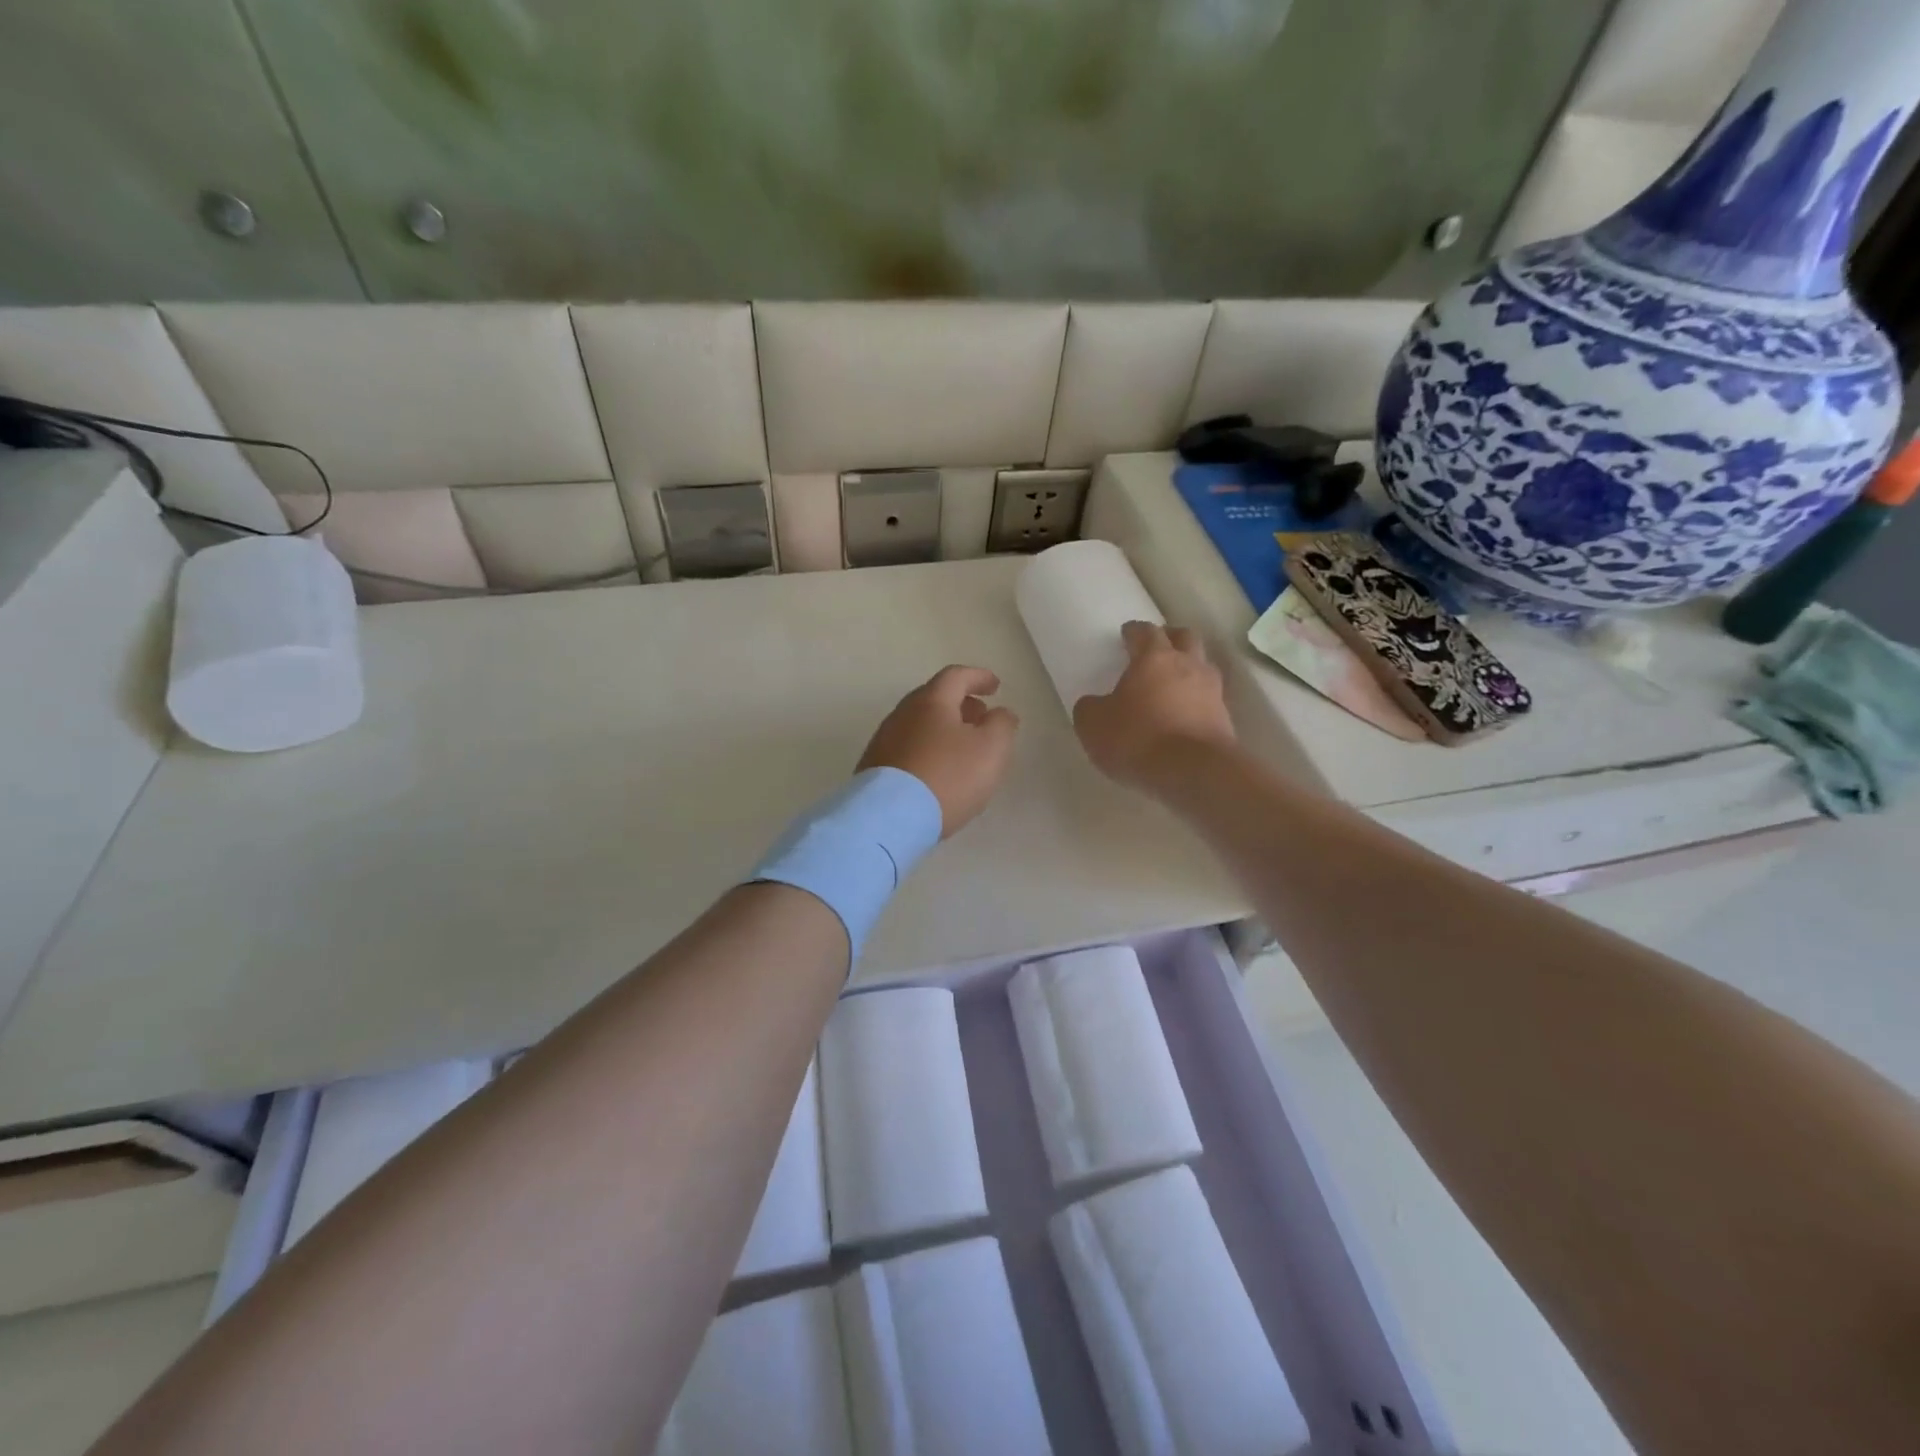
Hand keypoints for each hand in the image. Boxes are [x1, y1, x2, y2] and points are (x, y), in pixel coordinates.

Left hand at [858, 666, 1019, 838]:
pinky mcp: (875, 768)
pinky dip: (928, 750)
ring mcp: (884, 741)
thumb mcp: (991, 749)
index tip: (995, 686)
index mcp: (930, 701)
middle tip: (981, 717)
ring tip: (963, 749)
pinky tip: (939, 772)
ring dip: (944, 729)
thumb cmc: (947, 777)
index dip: (978, 677)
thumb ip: (1002, 725)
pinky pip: (908, 749)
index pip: (956, 676)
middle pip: (934, 699)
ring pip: (920, 724)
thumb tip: (1000, 713)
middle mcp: (902, 714)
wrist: (888, 819)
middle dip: (961, 704)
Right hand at [1073, 621, 1235, 792]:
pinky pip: (1209, 698)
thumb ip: (1090, 708)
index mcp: (1154, 658)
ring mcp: (1212, 691)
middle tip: (1156, 647)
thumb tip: (1095, 704)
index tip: (1127, 634)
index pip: (1145, 632)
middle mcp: (1188, 665)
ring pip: (1202, 666)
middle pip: (1185, 637)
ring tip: (1172, 682)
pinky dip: (1196, 700)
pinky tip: (1183, 713)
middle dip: (1170, 637)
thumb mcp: (1093, 725)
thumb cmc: (1138, 739)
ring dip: (1188, 667)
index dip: (1134, 631)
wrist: (1194, 772)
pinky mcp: (1224, 718)